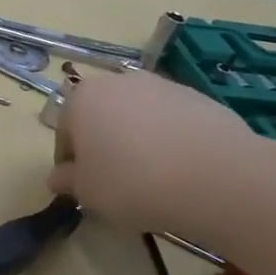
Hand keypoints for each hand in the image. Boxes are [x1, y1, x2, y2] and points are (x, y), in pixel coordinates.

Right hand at [45, 68, 254, 233]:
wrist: (216, 177)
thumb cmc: (132, 181)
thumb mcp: (87, 191)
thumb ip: (67, 180)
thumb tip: (59, 177)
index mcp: (81, 98)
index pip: (65, 132)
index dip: (70, 162)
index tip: (83, 186)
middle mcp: (118, 82)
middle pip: (101, 117)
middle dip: (103, 144)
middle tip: (114, 179)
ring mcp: (162, 86)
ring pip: (137, 117)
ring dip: (136, 140)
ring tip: (152, 177)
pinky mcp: (199, 97)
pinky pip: (171, 121)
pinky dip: (170, 140)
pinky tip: (180, 169)